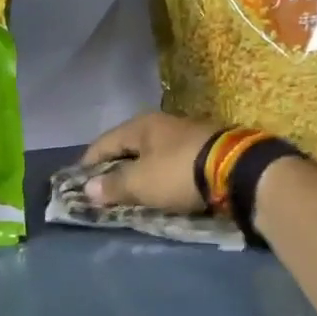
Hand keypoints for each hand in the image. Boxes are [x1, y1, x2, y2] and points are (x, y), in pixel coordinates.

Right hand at [78, 112, 217, 212]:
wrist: (239, 170)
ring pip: (152, 154)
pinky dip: (161, 175)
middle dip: (114, 167)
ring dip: (140, 172)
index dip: (88, 163)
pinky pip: (172, 163)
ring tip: (131, 191)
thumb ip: (113, 186)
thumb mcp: (141, 183)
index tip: (77, 181)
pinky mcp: (206, 150)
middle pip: (128, 146)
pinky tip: (160, 188)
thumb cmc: (178, 173)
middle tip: (103, 189)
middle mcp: (162, 124)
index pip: (103, 143)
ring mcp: (186, 135)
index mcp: (140, 125)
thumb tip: (88, 189)